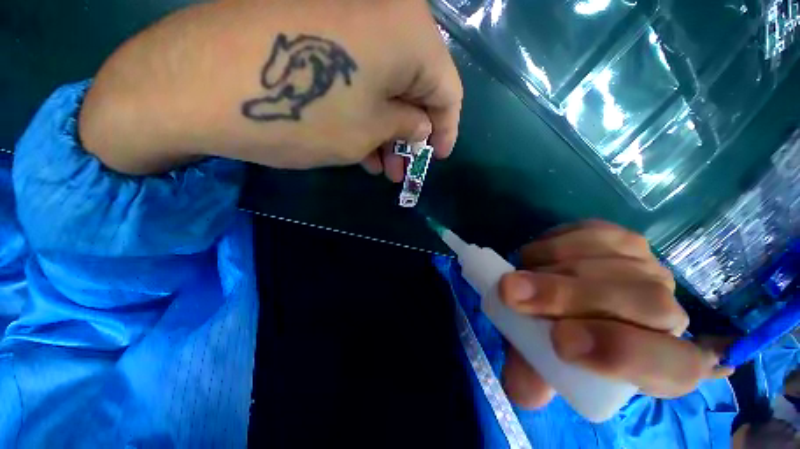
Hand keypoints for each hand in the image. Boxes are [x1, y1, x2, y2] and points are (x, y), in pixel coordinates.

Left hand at [79, 0, 461, 174]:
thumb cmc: (303, 114)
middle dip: (412, 133)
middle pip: (416, 85)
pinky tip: (361, 145)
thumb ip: (406, 126)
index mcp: (409, 31)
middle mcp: (387, 10)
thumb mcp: (367, 132)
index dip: (446, 129)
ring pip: (387, 84)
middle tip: (404, 167)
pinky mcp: (320, 25)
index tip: (438, 158)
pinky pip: (360, 77)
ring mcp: (350, 13)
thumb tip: (422, 126)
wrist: (197, 83)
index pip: (447, 89)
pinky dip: (366, 113)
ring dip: (387, 129)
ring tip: (382, 166)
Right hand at [497, 221, 730, 408]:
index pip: (671, 364)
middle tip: (511, 293)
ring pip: (604, 262)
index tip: (560, 342)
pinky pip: (588, 233)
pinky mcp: (621, 237)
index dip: (619, 353)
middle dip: (564, 296)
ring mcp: (647, 266)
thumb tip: (522, 388)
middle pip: (637, 301)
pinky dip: (551, 244)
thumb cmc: (567, 342)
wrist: (573, 299)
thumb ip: (537, 379)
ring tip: (516, 277)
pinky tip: (534, 258)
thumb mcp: (549, 367)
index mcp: (666, 363)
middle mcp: (669, 311)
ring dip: (546, 268)